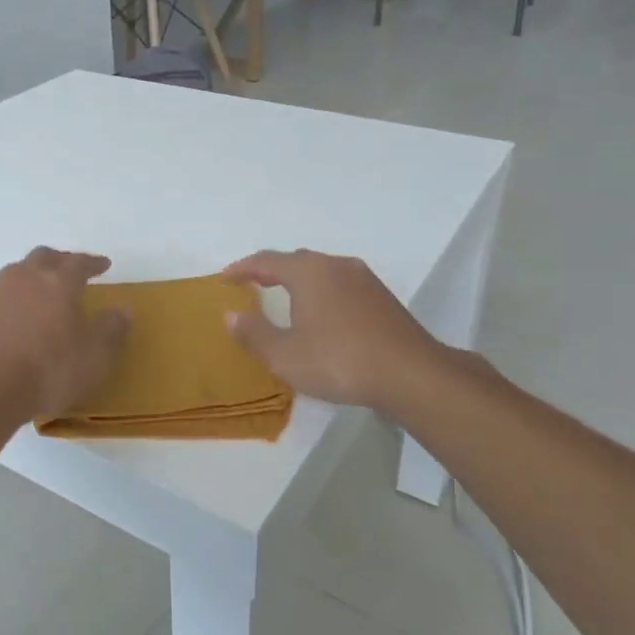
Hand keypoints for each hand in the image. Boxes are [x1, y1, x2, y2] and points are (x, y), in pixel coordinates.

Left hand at [0, 248, 127, 421]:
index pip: (79, 263)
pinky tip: (9, 324)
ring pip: (14, 274)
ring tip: (38, 295)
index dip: (93, 263)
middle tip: (69, 270)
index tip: (103, 265)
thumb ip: (110, 330)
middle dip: (59, 260)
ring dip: (30, 279)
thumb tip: (122, 310)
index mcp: (58, 283)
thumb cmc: (46, 372)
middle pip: (43, 257)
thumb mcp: (93, 358)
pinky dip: (7, 304)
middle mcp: (24, 279)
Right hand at [221, 249, 450, 410]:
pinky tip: (322, 314)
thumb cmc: (339, 361)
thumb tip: (231, 314)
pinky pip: (340, 284)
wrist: (410, 373)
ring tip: (285, 298)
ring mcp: (363, 278)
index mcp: (308, 272)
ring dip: (299, 280)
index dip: (242, 268)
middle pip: (295, 260)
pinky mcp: (382, 297)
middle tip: (251, 284)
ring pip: (321, 271)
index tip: (224, 278)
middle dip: (271, 271)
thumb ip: (254, 333)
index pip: (266, 261)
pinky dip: (321, 291)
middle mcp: (335, 265)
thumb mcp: (285, 355)